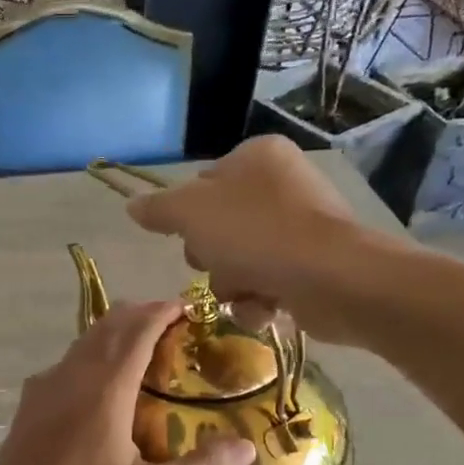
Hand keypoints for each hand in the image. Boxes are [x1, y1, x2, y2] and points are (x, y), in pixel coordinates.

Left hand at [0, 301, 256, 464]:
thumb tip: (246, 447)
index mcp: (106, 387)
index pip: (138, 330)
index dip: (163, 311)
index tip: (186, 306)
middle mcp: (74, 374)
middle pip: (108, 325)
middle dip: (139, 314)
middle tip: (168, 320)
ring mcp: (45, 386)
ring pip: (83, 341)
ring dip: (112, 332)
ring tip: (137, 344)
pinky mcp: (29, 403)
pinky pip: (65, 362)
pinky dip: (90, 354)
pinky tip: (94, 382)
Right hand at [126, 137, 377, 344]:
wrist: (331, 278)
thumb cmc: (256, 233)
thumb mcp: (191, 213)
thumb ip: (158, 209)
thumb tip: (132, 206)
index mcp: (258, 157)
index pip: (204, 183)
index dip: (188, 216)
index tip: (187, 236)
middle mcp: (283, 185)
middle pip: (220, 227)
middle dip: (212, 257)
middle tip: (216, 263)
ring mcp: (302, 227)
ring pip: (240, 261)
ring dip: (233, 284)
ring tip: (247, 291)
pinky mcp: (314, 266)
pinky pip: (268, 283)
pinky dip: (260, 300)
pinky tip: (266, 307)